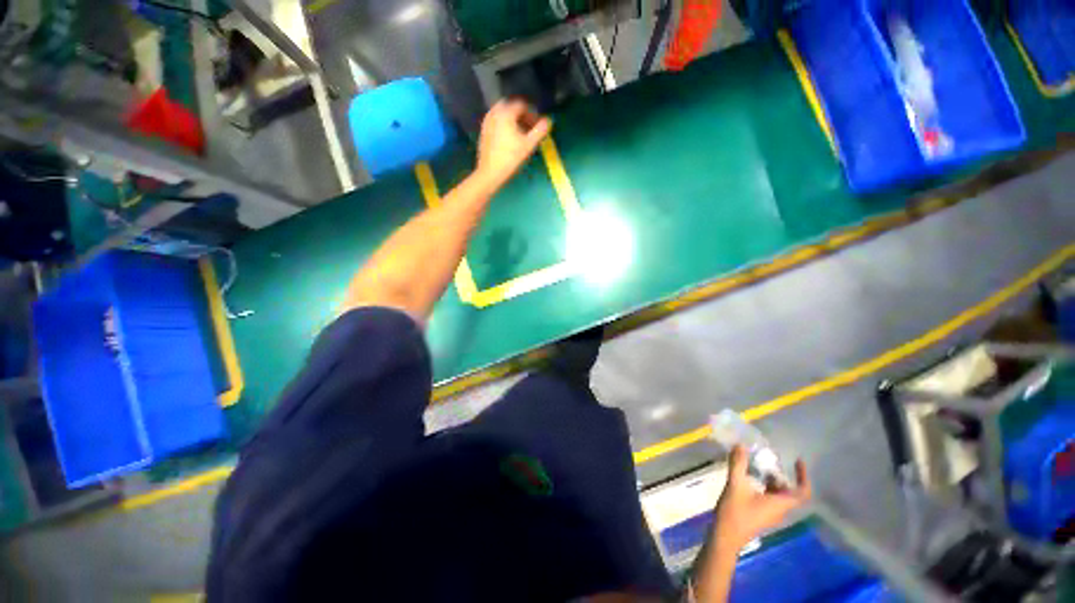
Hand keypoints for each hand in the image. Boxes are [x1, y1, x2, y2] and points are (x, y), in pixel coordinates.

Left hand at [475, 99, 551, 186]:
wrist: (490, 172)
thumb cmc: (510, 158)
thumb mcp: (528, 145)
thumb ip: (539, 131)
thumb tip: (548, 121)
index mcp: (505, 113)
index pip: (521, 106)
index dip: (532, 114)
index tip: (537, 125)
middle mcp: (494, 113)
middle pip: (511, 107)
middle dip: (521, 115)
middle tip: (529, 128)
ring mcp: (487, 122)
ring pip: (502, 114)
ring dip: (512, 120)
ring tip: (520, 134)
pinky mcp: (483, 131)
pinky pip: (496, 122)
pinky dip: (504, 125)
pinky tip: (509, 139)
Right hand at [713, 445, 811, 553]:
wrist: (726, 537)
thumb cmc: (735, 512)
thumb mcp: (735, 485)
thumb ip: (738, 464)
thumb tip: (741, 445)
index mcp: (780, 504)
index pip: (802, 492)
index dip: (803, 476)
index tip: (797, 461)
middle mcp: (780, 510)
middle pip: (790, 492)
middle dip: (782, 476)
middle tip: (769, 462)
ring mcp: (770, 515)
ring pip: (779, 496)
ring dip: (772, 481)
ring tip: (757, 468)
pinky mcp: (761, 516)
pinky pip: (770, 499)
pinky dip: (765, 487)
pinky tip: (750, 480)